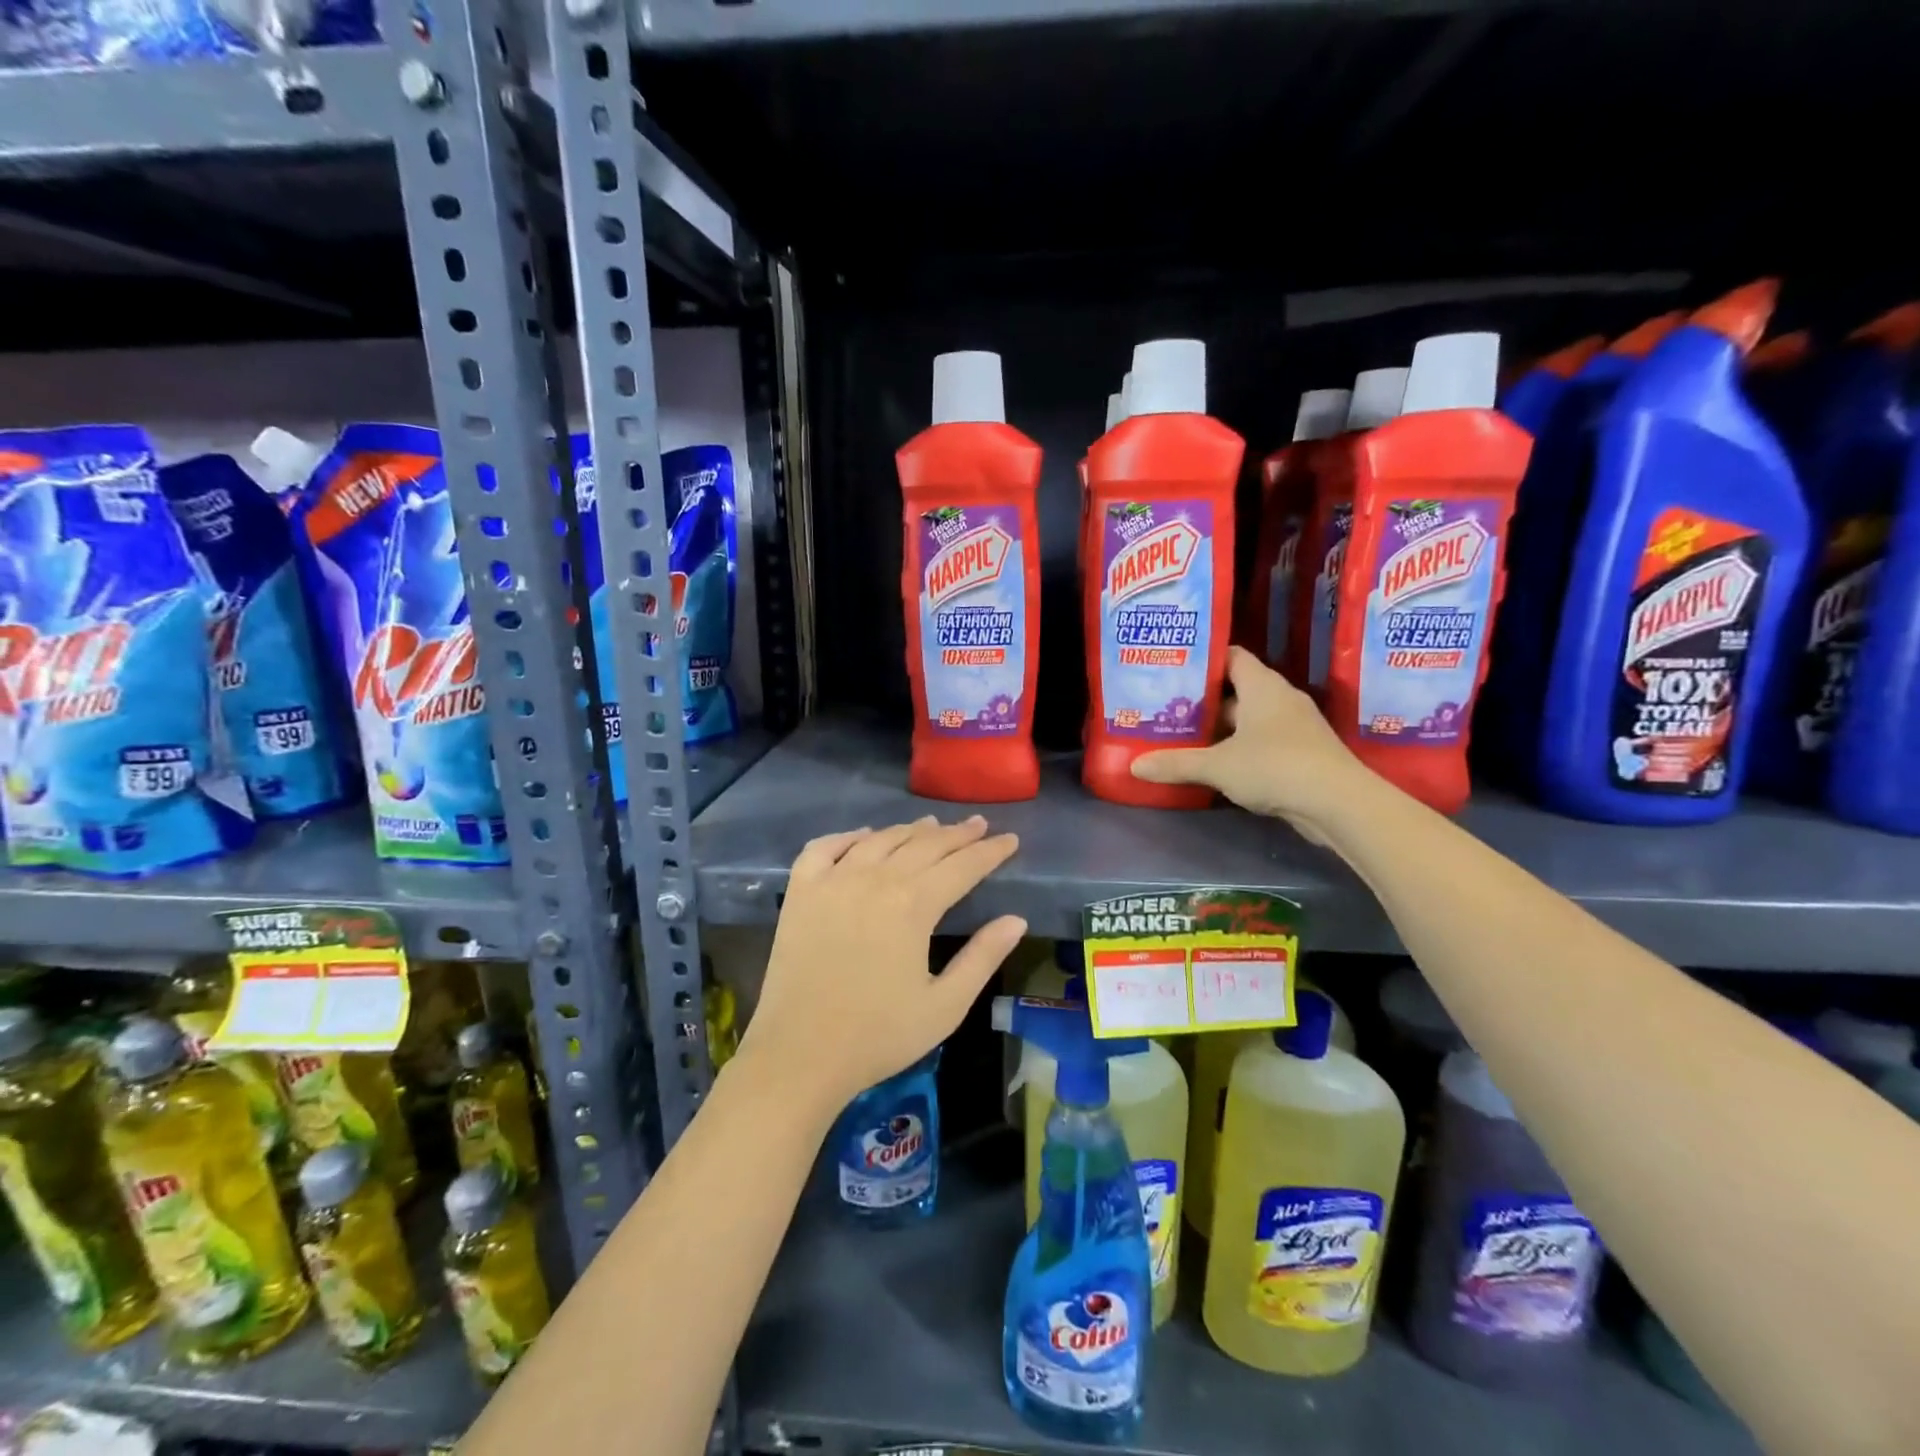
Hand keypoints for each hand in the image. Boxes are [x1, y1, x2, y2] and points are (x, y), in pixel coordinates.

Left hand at [737, 816, 1024, 1112]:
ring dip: (910, 830)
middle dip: (957, 834)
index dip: (990, 851)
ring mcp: (833, 881)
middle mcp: (875, 879)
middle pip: (924, 844)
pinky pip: (825, 847)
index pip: (963, 866)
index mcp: (913, 905)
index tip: (1010, 839)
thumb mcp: (945, 1006)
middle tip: (978, 824)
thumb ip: (983, 958)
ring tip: (932, 825)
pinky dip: (848, 836)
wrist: (800, 1055)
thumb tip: (1016, 920)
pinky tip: (864, 837)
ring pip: (880, 839)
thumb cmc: (879, 1035)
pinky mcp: (800, 891)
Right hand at [1131, 646, 1370, 842]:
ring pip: (1250, 719)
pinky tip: (1216, 763)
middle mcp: (1280, 699)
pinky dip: (1239, 748)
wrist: (1338, 803)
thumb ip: (1176, 764)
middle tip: (1169, 706)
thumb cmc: (1275, 767)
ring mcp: (1295, 727)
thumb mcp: (1217, 766)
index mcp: (1262, 686)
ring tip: (1185, 735)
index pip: (1232, 657)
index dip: (1204, 660)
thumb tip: (1135, 766)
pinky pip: (1263, 741)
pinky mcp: (1302, 753)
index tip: (1174, 668)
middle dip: (1205, 699)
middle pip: (1237, 690)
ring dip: (1222, 727)